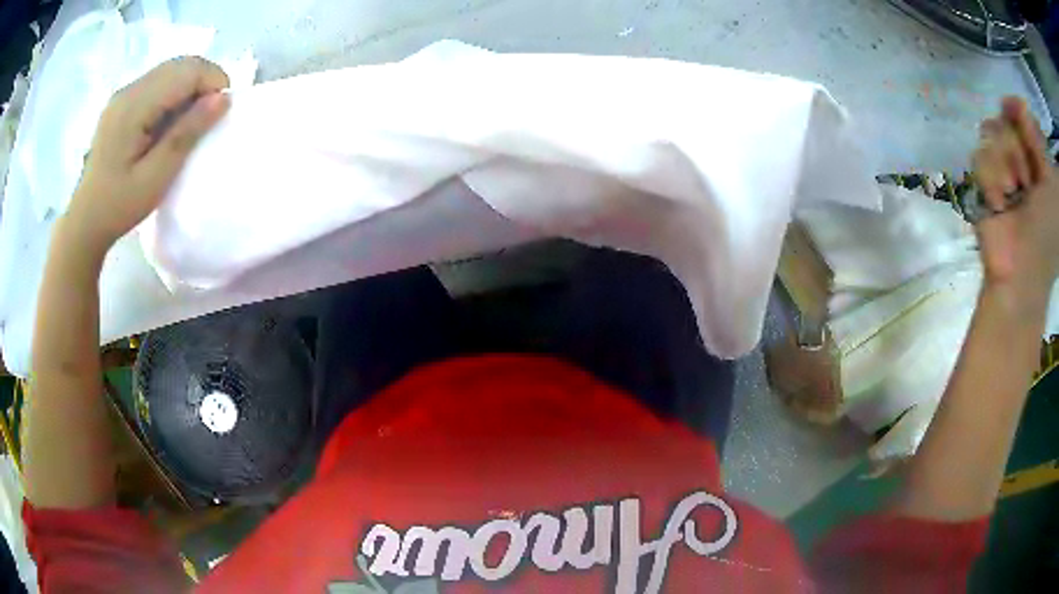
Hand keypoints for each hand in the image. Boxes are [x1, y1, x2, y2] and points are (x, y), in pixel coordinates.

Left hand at [64, 56, 229, 251]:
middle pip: (181, 65)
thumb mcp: (155, 178)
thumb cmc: (118, 207)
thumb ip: (186, 134)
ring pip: (171, 70)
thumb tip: (223, 99)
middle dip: (203, 84)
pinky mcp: (122, 102)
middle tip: (207, 120)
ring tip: (187, 124)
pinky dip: (173, 95)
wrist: (84, 222)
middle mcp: (129, 90)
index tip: (218, 115)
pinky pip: (158, 83)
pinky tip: (168, 124)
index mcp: (134, 106)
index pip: (187, 71)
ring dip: (189, 89)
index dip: (212, 84)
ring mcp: (124, 94)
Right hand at [973, 97, 1058, 304]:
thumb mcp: (1051, 187)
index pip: (1024, 116)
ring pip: (991, 131)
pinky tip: (999, 201)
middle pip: (1007, 118)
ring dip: (1003, 162)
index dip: (1019, 110)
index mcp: (1038, 161)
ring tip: (1012, 192)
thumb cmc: (1046, 232)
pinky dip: (991, 179)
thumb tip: (1020, 104)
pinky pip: (979, 155)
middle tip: (1025, 178)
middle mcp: (1021, 157)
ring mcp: (1002, 167)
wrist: (1022, 272)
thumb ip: (1040, 142)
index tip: (1014, 109)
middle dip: (1015, 144)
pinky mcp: (984, 181)